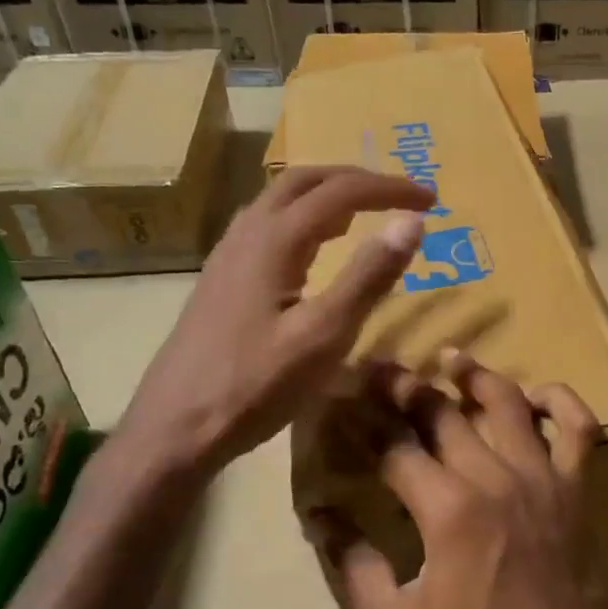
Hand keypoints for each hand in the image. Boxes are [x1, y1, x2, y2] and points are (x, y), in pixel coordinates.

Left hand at [117, 166, 432, 473]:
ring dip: (326, 196)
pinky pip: (266, 226)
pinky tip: (313, 251)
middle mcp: (247, 234)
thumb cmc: (255, 386)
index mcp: (274, 241)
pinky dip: (303, 219)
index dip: (390, 189)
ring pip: (280, 201)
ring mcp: (227, 256)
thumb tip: (412, 222)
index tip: (432, 200)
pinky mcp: (221, 280)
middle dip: (357, 180)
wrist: (174, 428)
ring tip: (363, 216)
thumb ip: (368, 277)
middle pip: (304, 181)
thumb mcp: (324, 335)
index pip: (341, 192)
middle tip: (398, 197)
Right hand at [322, 357, 607, 608]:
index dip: (362, 422)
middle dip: (404, 386)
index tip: (342, 400)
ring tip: (451, 359)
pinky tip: (534, 395)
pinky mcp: (574, 485)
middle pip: (442, 412)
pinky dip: (560, 401)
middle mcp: (493, 477)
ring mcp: (540, 475)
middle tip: (381, 368)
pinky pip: (577, 426)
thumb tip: (320, 517)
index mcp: (446, 509)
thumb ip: (354, 566)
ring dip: (475, 375)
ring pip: (507, 402)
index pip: (394, 447)